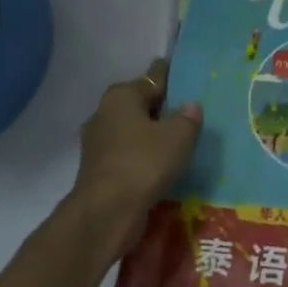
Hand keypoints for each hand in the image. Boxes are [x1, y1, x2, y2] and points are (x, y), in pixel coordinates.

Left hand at [70, 59, 202, 260]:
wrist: (106, 213)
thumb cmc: (144, 162)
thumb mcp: (179, 136)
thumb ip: (188, 117)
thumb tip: (189, 107)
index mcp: (122, 96)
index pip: (153, 78)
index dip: (170, 75)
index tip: (185, 73)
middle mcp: (105, 113)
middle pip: (141, 104)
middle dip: (161, 108)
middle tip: (189, 111)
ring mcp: (98, 144)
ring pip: (133, 131)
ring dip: (152, 135)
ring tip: (179, 141)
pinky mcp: (99, 170)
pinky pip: (129, 155)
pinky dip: (144, 157)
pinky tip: (162, 165)